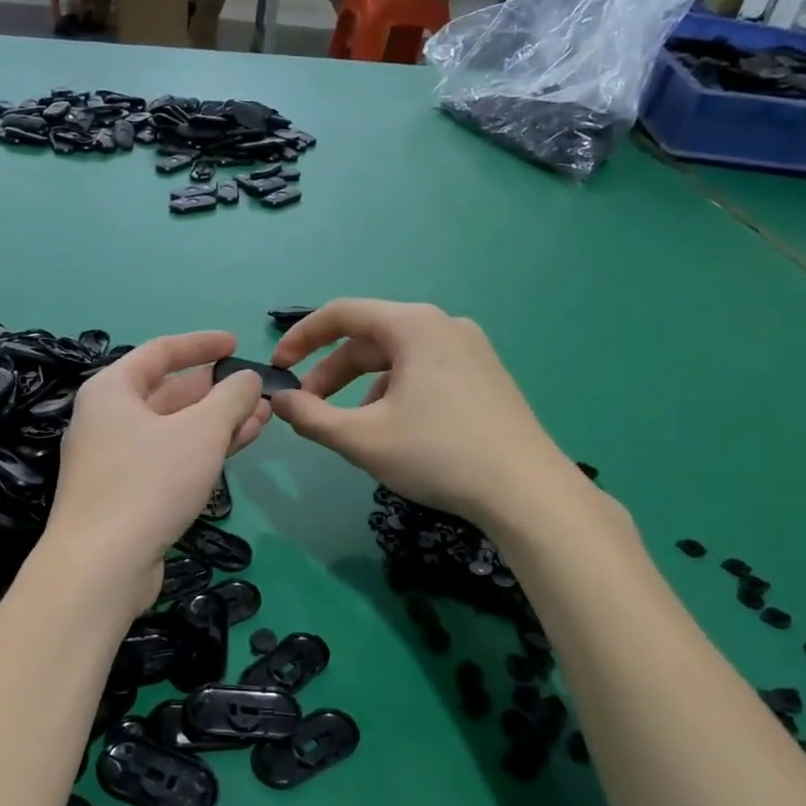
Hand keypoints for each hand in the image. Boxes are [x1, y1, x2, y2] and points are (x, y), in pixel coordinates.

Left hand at [49, 332, 269, 610]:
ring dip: (216, 423)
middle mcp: (107, 419)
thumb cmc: (148, 482)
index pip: (160, 352)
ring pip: (173, 430)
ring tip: (262, 419)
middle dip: (216, 391)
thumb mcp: (200, 432)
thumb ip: (230, 398)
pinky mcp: (125, 495)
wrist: (102, 565)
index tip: (237, 343)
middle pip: (168, 393)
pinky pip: (169, 459)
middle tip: (257, 391)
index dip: (201, 345)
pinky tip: (236, 449)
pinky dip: (201, 451)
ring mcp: (114, 460)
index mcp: (112, 390)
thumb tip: (248, 379)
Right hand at [269, 299, 579, 530]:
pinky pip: (425, 372)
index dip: (301, 338)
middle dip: (331, 373)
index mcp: (414, 326)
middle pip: (370, 339)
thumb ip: (311, 416)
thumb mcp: (362, 438)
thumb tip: (279, 401)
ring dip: (361, 387)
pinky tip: (394, 432)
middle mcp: (444, 325)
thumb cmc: (438, 455)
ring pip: (398, 359)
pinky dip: (395, 393)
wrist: (527, 492)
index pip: (342, 314)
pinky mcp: (485, 376)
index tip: (278, 367)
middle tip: (307, 408)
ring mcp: (471, 350)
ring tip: (351, 428)